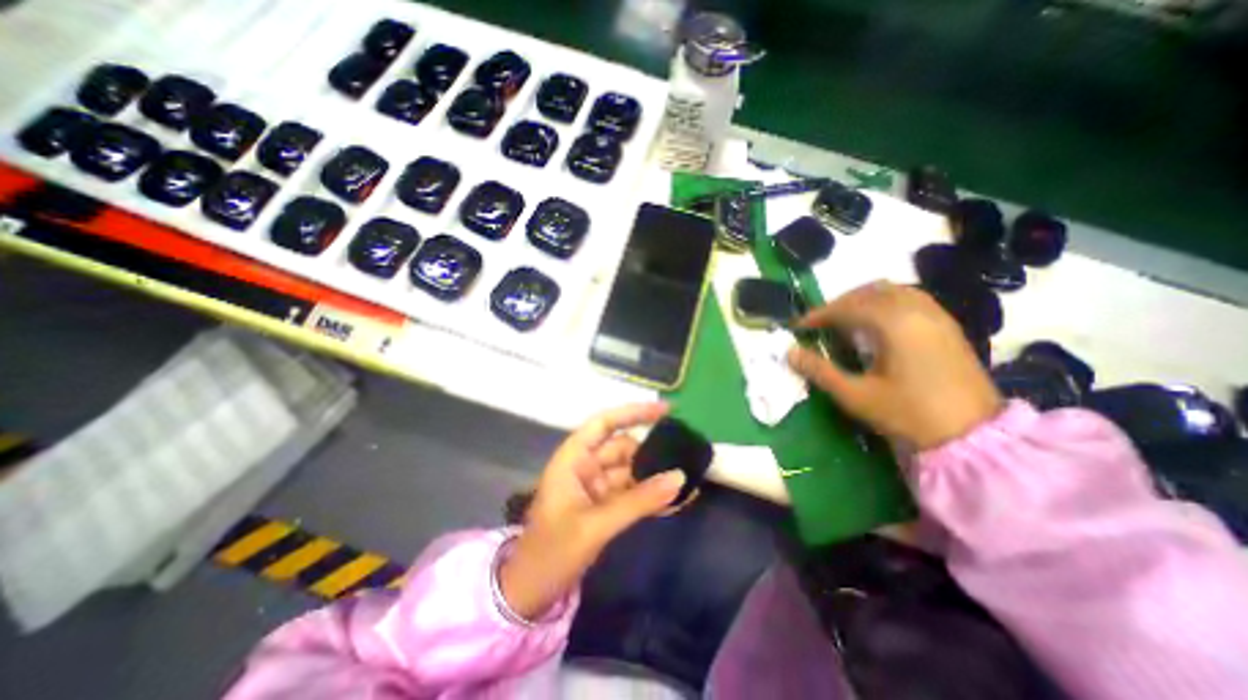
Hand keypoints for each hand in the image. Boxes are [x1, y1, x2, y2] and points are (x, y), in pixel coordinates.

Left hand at [497, 402, 687, 620]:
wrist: (530, 595)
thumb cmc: (552, 552)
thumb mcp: (595, 525)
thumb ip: (639, 501)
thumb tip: (680, 477)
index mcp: (573, 458)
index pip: (605, 423)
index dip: (634, 412)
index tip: (667, 411)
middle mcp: (585, 466)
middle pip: (624, 448)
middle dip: (653, 452)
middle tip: (688, 456)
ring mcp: (596, 487)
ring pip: (631, 471)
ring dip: (656, 477)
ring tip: (689, 480)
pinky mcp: (604, 506)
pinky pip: (632, 493)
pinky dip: (650, 496)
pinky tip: (676, 501)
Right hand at [789, 282, 1001, 449]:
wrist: (974, 436)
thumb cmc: (909, 414)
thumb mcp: (856, 395)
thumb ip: (819, 371)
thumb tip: (789, 353)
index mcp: (894, 324)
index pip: (847, 307)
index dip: (818, 314)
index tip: (798, 326)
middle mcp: (916, 310)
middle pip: (869, 292)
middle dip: (839, 304)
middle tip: (819, 323)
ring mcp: (936, 315)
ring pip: (892, 291)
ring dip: (863, 300)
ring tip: (845, 321)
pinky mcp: (948, 325)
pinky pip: (910, 299)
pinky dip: (885, 303)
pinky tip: (877, 325)